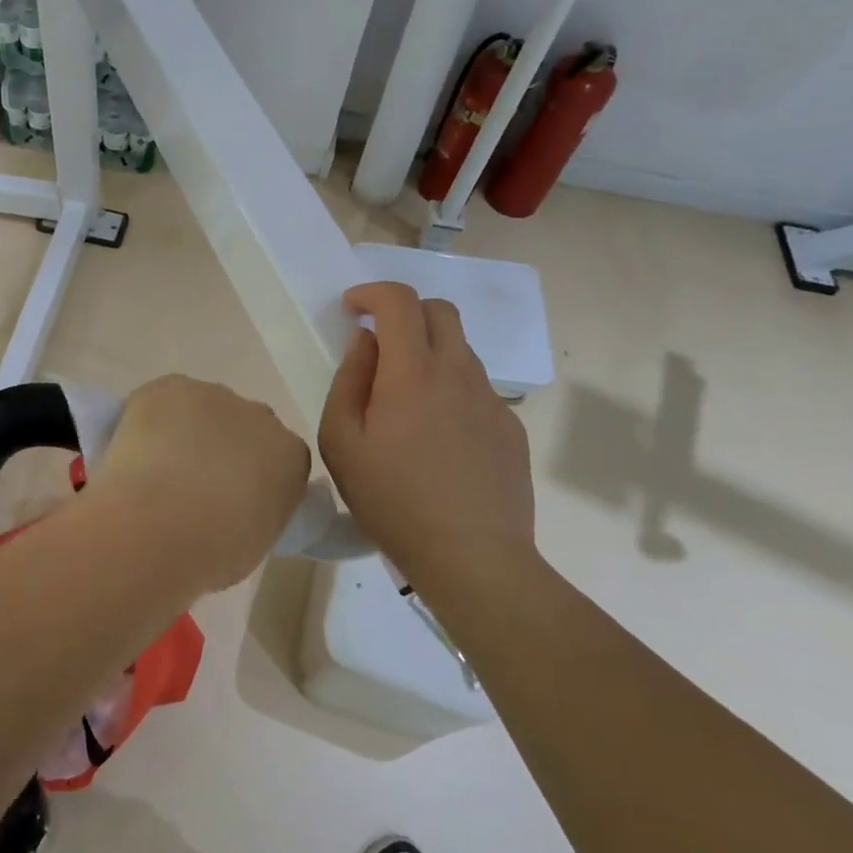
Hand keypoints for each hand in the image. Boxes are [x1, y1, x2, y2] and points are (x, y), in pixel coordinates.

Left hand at [87, 374, 310, 592]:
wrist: (157, 525)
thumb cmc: (211, 552)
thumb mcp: (254, 543)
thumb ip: (256, 511)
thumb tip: (235, 506)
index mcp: (291, 457)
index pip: (280, 458)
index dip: (252, 474)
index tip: (231, 498)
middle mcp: (261, 416)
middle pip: (245, 425)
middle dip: (225, 445)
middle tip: (194, 482)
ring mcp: (215, 395)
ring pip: (203, 408)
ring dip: (187, 429)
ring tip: (157, 468)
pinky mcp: (171, 386)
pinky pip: (164, 399)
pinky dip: (150, 417)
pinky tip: (135, 447)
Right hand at [318, 281, 534, 580]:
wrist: (474, 559)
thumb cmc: (393, 502)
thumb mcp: (342, 444)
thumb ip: (348, 381)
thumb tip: (365, 344)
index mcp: (413, 372)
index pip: (400, 301)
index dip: (372, 292)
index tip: (352, 309)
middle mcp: (458, 373)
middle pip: (440, 311)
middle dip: (405, 312)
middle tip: (379, 344)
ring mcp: (491, 400)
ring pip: (460, 350)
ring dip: (429, 352)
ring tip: (406, 401)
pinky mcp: (511, 427)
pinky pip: (476, 389)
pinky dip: (451, 389)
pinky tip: (438, 438)